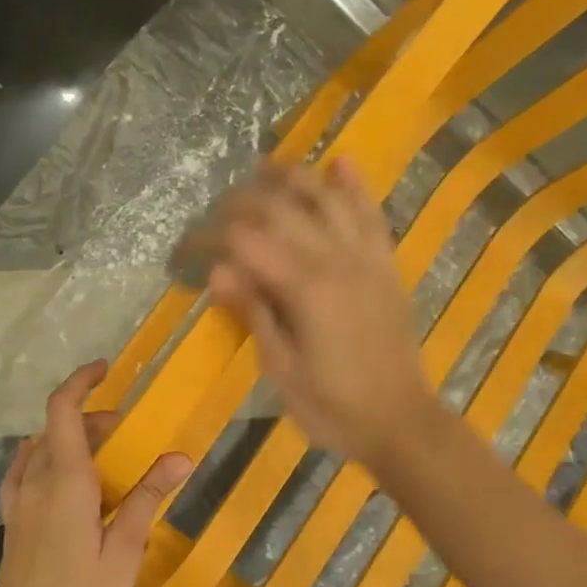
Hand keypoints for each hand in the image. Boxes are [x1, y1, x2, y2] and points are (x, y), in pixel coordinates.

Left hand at [0, 361, 191, 586]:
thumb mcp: (124, 553)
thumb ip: (146, 499)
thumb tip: (178, 456)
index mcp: (63, 484)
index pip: (62, 412)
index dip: (81, 382)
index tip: (106, 370)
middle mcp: (34, 484)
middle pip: (56, 429)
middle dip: (92, 419)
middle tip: (130, 435)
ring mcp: (19, 505)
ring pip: (41, 450)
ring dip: (72, 441)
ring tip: (107, 460)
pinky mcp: (14, 524)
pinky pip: (27, 473)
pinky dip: (50, 460)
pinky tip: (71, 485)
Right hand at [207, 158, 436, 467]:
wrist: (401, 423)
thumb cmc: (333, 407)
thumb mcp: (281, 369)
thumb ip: (254, 312)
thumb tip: (217, 271)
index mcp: (305, 288)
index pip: (246, 242)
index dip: (210, 237)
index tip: (185, 245)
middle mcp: (337, 260)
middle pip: (282, 209)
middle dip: (242, 201)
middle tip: (215, 211)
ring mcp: (367, 258)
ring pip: (327, 199)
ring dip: (293, 178)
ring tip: (263, 168)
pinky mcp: (387, 266)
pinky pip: (371, 215)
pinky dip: (355, 187)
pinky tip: (340, 163)